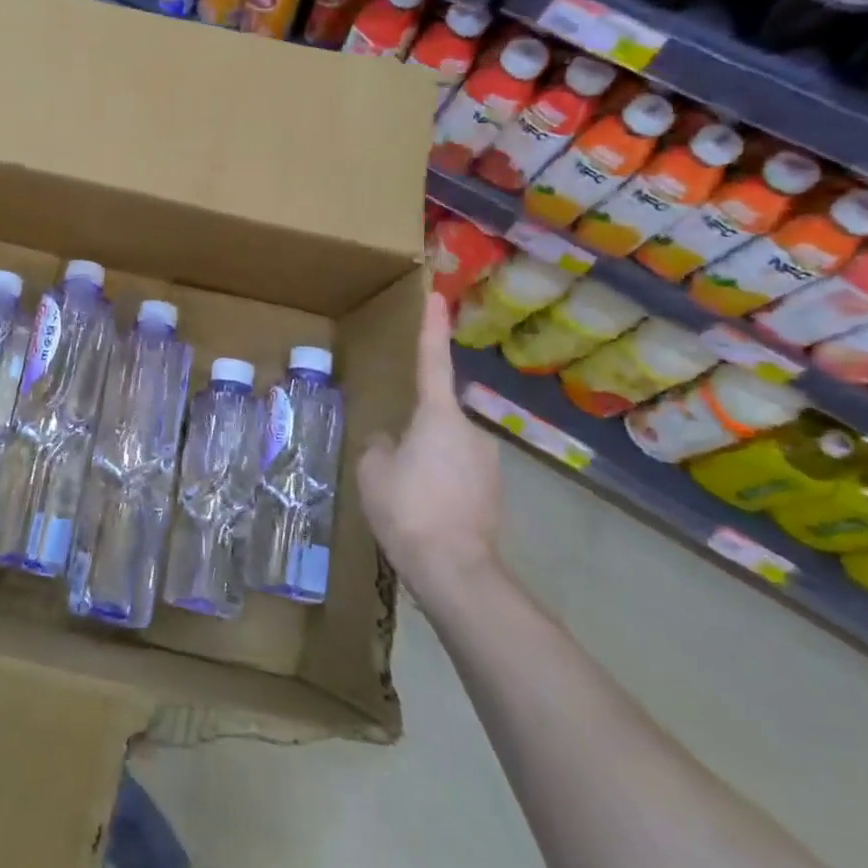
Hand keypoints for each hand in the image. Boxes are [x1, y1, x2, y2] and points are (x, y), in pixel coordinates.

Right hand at [356, 291, 502, 605]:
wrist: (455, 569)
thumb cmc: (407, 507)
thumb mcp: (372, 470)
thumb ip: (379, 445)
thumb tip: (391, 441)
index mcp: (438, 416)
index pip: (432, 362)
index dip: (431, 329)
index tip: (436, 298)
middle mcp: (471, 431)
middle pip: (437, 416)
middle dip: (417, 430)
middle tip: (392, 460)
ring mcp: (488, 463)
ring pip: (448, 448)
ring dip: (428, 459)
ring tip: (405, 493)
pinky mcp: (494, 493)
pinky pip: (459, 474)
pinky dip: (441, 482)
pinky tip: (424, 509)